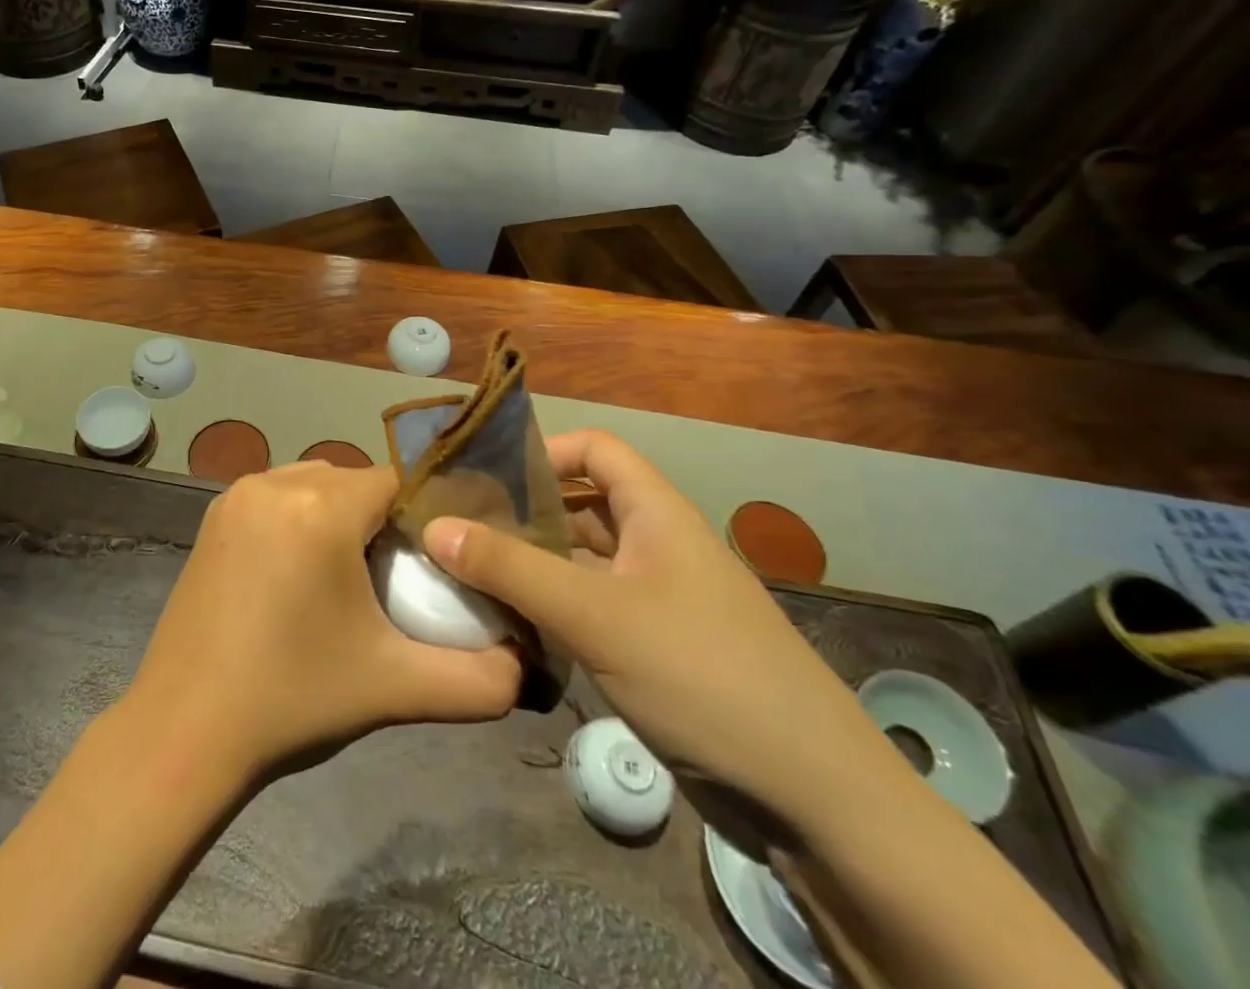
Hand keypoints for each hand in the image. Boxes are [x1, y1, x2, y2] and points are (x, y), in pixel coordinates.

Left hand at [126, 461, 520, 785]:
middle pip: (354, 481)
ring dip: (339, 515)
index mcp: (319, 509)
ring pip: (314, 483)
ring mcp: (236, 496)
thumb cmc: (292, 701)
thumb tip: (525, 669)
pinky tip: (299, 574)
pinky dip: (299, 518)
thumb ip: (479, 680)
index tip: (434, 560)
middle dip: (381, 518)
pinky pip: (277, 496)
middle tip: (394, 577)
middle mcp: (274, 484)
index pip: (395, 482)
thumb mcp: (395, 688)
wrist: (183, 731)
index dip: (423, 515)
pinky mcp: (213, 517)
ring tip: (348, 577)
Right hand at [423, 430, 894, 831]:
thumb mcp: (596, 615)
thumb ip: (511, 568)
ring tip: (467, 570)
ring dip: (531, 562)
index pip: (594, 449)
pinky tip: (509, 623)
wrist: (814, 800)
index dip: (542, 450)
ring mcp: (657, 599)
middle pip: (580, 504)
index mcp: (657, 513)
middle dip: (522, 510)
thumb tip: (434, 527)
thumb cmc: (703, 676)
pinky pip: (590, 607)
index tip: (484, 476)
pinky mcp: (654, 648)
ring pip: (581, 560)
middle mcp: (657, 544)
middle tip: (457, 525)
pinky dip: (551, 607)